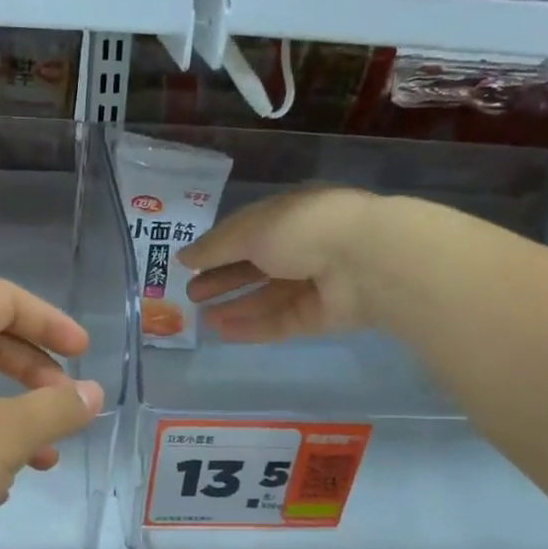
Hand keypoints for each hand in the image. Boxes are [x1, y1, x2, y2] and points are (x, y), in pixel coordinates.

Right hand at [177, 185, 389, 341]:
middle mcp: (302, 247)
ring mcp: (312, 284)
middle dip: (223, 280)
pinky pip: (279, 322)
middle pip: (255, 267)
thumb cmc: (303, 230)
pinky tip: (223, 333)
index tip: (189, 264)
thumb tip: (183, 256)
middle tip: (192, 294)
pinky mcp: (318, 316)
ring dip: (234, 306)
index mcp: (289, 215)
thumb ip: (215, 246)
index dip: (218, 248)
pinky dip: (252, 327)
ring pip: (266, 298)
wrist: (364, 261)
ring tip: (202, 318)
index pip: (248, 232)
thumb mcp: (250, 230)